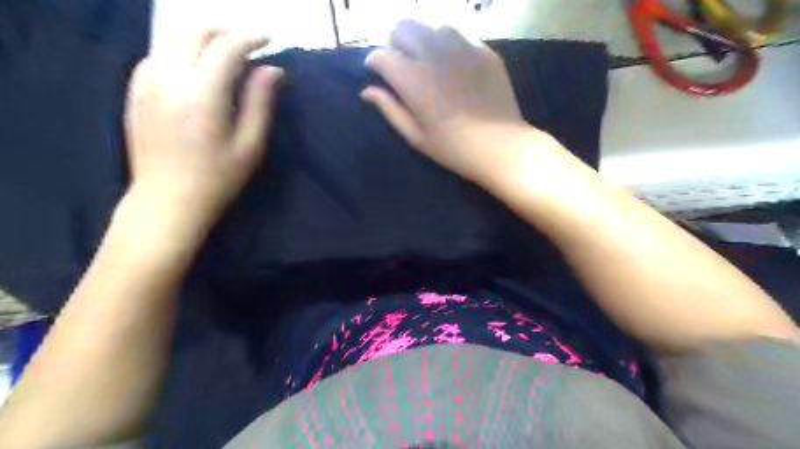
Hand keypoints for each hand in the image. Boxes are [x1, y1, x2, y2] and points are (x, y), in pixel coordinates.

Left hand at [125, 27, 283, 228]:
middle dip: (225, 29)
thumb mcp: (250, 145)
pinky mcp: (136, 90)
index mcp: (202, 95)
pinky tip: (197, 69)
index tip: (269, 40)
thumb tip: (273, 70)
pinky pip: (159, 54)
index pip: (226, 47)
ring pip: (173, 38)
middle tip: (248, 43)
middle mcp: (169, 78)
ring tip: (226, 54)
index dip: (250, 38)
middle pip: (194, 31)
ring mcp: (146, 82)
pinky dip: (182, 51)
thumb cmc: (218, 178)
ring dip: (203, 38)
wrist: (168, 199)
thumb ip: (260, 103)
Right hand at [363, 19, 535, 184]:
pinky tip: (452, 63)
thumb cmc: (453, 149)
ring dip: (422, 39)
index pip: (381, 55)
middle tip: (401, 63)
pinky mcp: (484, 50)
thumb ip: (390, 109)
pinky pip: (458, 34)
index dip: (374, 62)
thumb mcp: (416, 137)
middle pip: (403, 27)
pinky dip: (447, 43)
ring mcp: (462, 49)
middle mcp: (435, 56)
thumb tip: (367, 91)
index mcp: (414, 81)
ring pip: (431, 26)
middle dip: (395, 42)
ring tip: (427, 60)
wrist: (500, 147)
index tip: (377, 72)